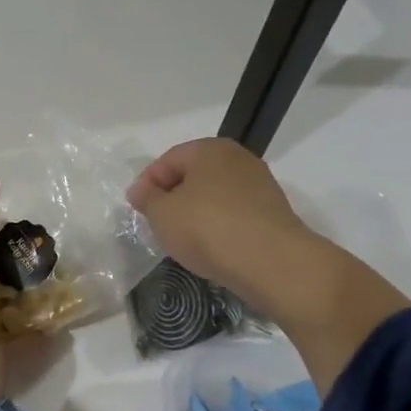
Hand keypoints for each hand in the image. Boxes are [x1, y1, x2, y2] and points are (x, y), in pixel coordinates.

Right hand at [128, 139, 318, 313]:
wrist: (271, 262)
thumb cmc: (208, 228)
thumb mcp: (162, 214)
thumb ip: (146, 198)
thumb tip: (141, 190)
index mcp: (210, 149)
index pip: (168, 159)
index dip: (147, 183)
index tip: (137, 209)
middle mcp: (238, 159)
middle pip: (194, 175)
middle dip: (173, 198)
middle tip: (158, 224)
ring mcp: (260, 185)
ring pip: (215, 195)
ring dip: (196, 213)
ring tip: (183, 239)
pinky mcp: (273, 212)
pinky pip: (234, 214)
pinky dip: (218, 226)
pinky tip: (211, 247)